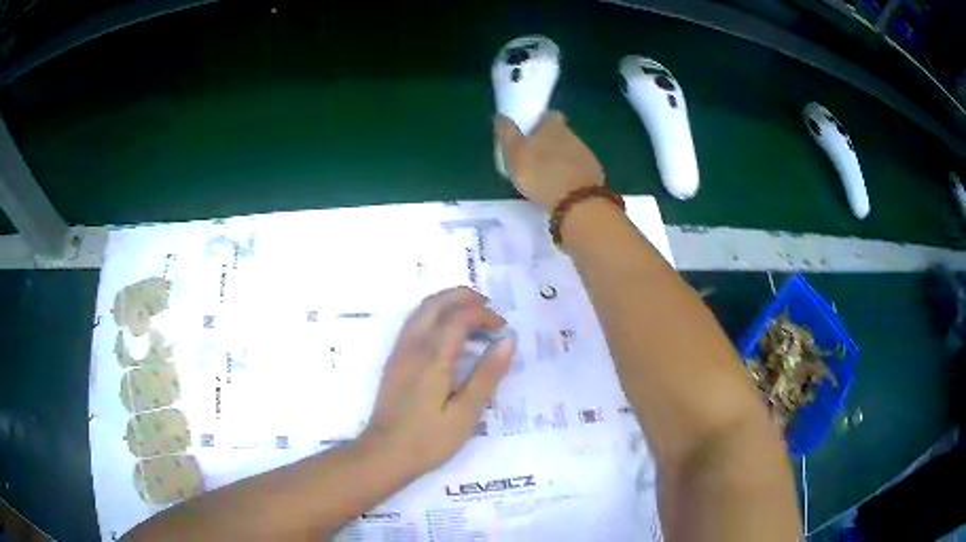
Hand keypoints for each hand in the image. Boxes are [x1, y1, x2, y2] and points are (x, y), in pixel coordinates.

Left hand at [358, 287, 515, 476]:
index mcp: (433, 356)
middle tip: (490, 309)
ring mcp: (400, 351)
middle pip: (437, 302)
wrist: (384, 453)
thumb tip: (508, 340)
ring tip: (472, 315)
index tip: (504, 328)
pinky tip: (447, 333)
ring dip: (448, 303)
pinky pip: (414, 322)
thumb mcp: (466, 413)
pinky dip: (434, 314)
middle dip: (464, 297)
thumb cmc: (429, 439)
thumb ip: (487, 374)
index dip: (484, 315)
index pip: (460, 316)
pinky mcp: (394, 360)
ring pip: (422, 309)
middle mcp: (413, 345)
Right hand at [494, 111, 604, 210]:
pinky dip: (572, 175)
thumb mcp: (514, 154)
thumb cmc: (539, 173)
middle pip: (561, 133)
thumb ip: (507, 134)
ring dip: (561, 159)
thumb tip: (500, 115)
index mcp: (552, 126)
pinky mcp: (595, 173)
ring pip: (571, 151)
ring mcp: (586, 154)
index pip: (549, 115)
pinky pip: (580, 169)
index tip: (531, 133)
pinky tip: (563, 187)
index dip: (540, 122)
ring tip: (548, 175)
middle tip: (536, 157)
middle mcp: (572, 135)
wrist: (576, 201)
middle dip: (550, 142)